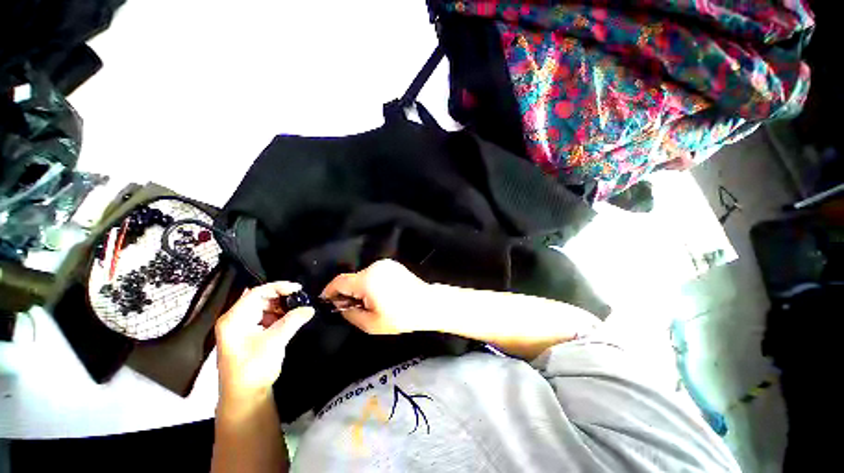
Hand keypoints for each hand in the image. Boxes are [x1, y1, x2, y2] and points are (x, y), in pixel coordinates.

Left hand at [215, 282, 314, 403]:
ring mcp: (240, 327)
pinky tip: (290, 318)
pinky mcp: (247, 335)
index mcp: (234, 318)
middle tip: (300, 298)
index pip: (257, 292)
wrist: (245, 396)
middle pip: (260, 299)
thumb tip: (310, 308)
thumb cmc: (254, 367)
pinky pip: (264, 317)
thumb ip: (293, 320)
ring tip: (297, 308)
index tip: (299, 288)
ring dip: (281, 306)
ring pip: (263, 307)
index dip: (279, 287)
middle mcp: (235, 319)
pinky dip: (278, 316)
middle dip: (281, 297)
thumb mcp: (275, 341)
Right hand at [321, 259, 430, 334]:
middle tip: (353, 309)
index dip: (329, 292)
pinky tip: (381, 295)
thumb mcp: (371, 324)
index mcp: (367, 280)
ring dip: (360, 288)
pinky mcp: (393, 265)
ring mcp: (386, 264)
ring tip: (370, 304)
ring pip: (363, 276)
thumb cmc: (401, 316)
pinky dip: (371, 283)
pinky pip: (374, 274)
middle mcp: (375, 267)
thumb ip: (350, 314)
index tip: (326, 302)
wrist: (428, 304)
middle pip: (352, 279)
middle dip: (348, 293)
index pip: (339, 281)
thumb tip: (341, 307)